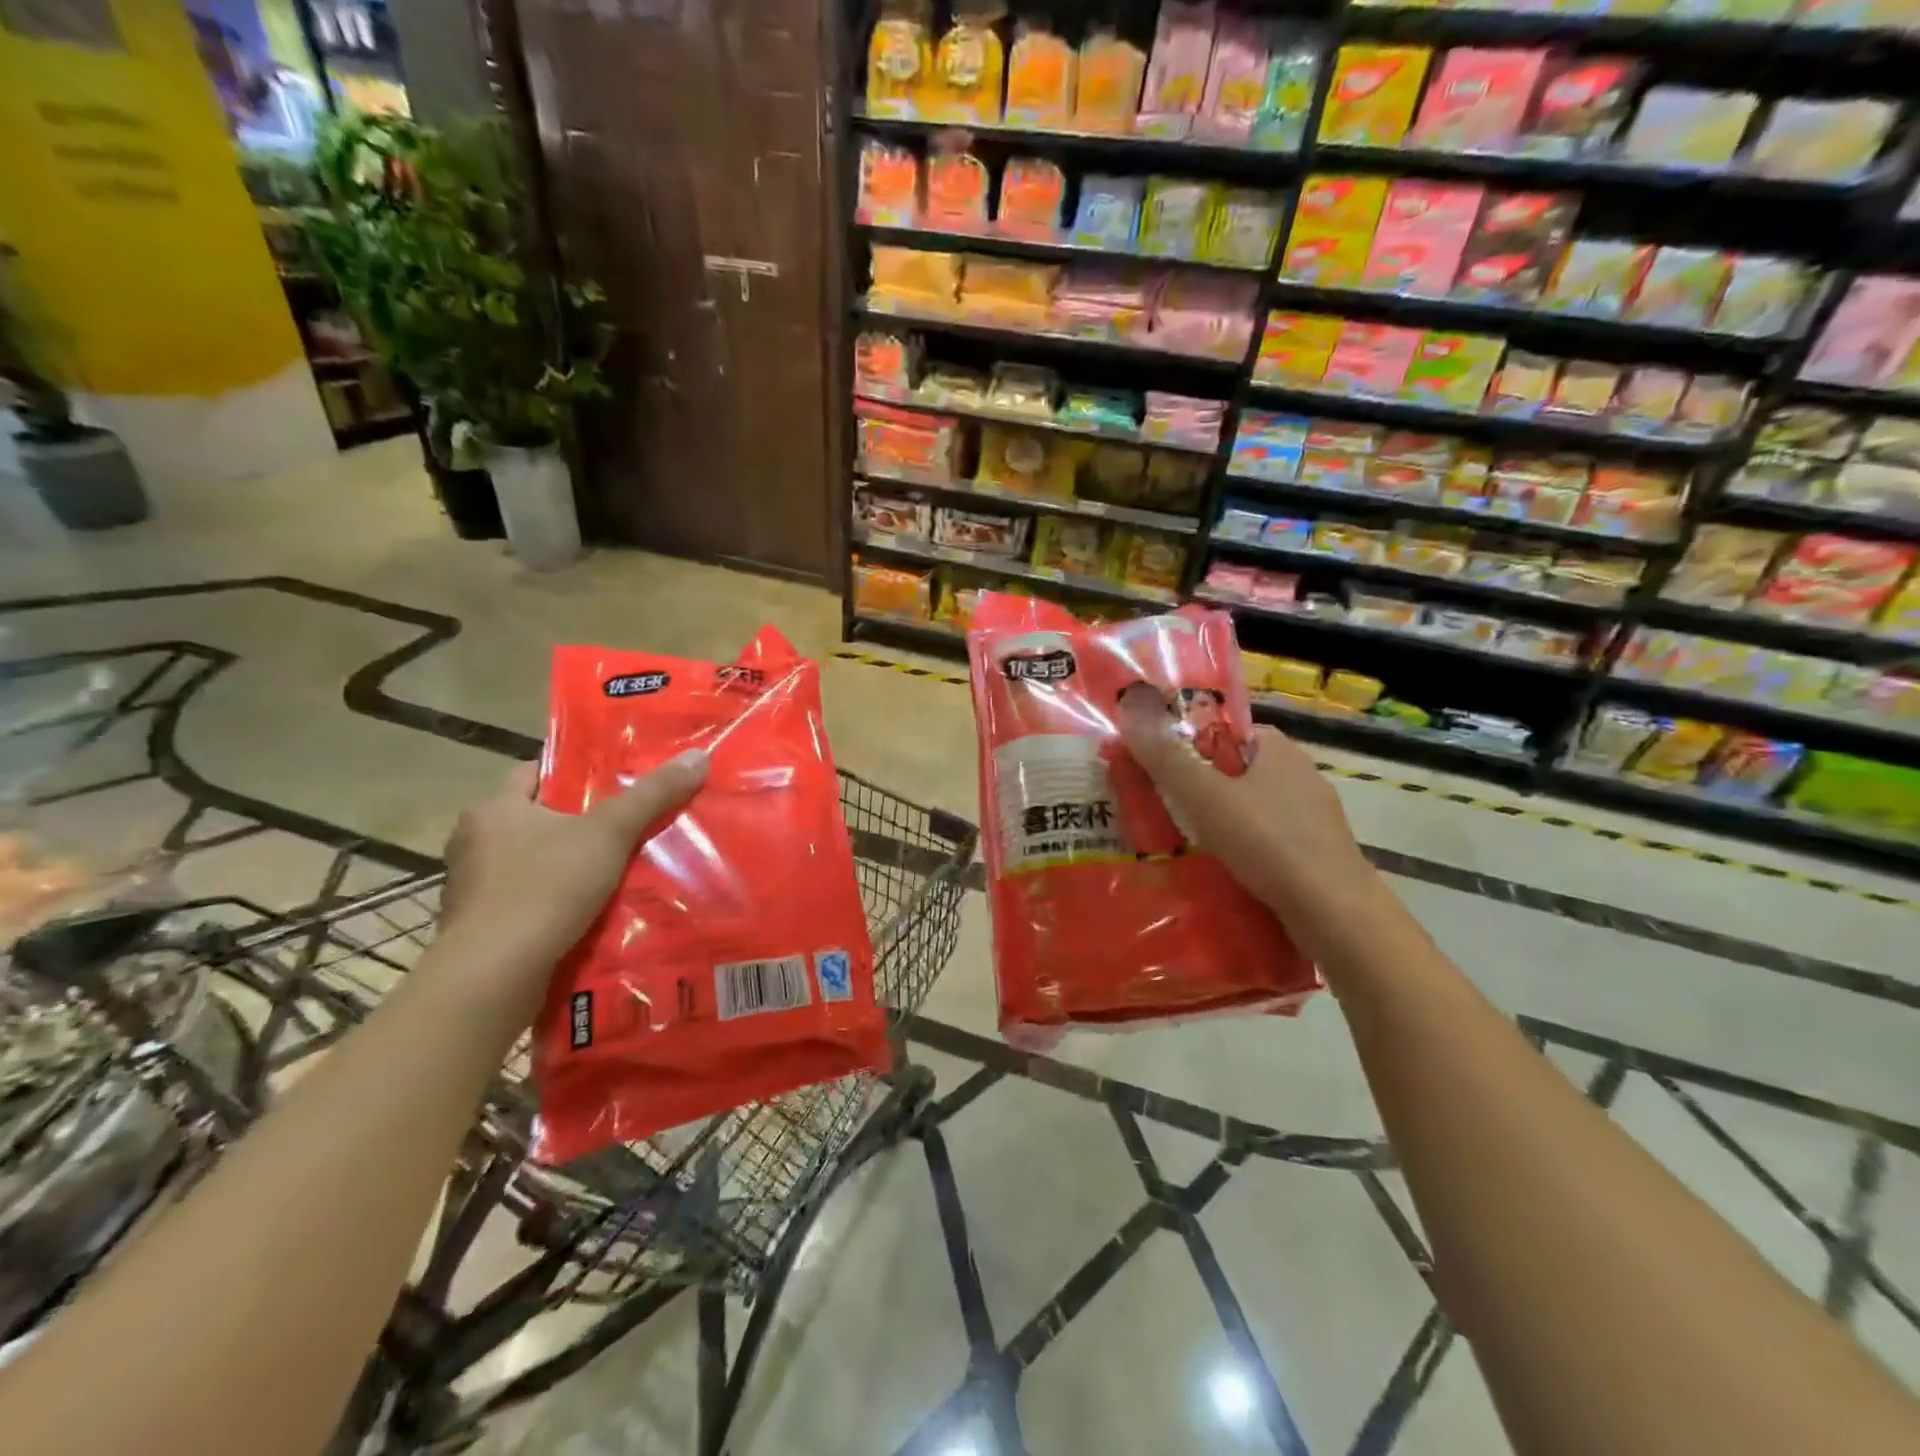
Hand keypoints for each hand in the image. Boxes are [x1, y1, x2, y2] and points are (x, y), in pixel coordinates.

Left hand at [437, 753, 707, 1008]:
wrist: (492, 977)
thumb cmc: (545, 888)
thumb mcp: (609, 833)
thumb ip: (652, 795)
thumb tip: (698, 756)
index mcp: (494, 808)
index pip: (536, 773)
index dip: (577, 773)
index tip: (617, 782)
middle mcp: (475, 842)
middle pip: (538, 818)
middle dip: (581, 822)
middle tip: (629, 824)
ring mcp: (474, 888)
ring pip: (534, 862)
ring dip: (570, 864)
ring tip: (619, 868)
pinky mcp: (481, 927)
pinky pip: (528, 900)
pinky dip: (557, 901)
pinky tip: (592, 910)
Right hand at [1116, 688, 1374, 922]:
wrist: (1334, 912)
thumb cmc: (1267, 841)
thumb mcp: (1205, 796)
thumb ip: (1167, 758)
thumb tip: (1129, 710)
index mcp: (1277, 747)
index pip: (1223, 731)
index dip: (1187, 745)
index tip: (1158, 769)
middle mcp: (1300, 772)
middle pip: (1234, 770)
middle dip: (1200, 787)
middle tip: (1162, 808)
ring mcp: (1314, 814)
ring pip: (1252, 807)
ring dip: (1221, 821)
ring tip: (1184, 843)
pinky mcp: (1317, 851)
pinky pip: (1268, 838)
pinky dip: (1244, 848)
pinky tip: (1224, 868)